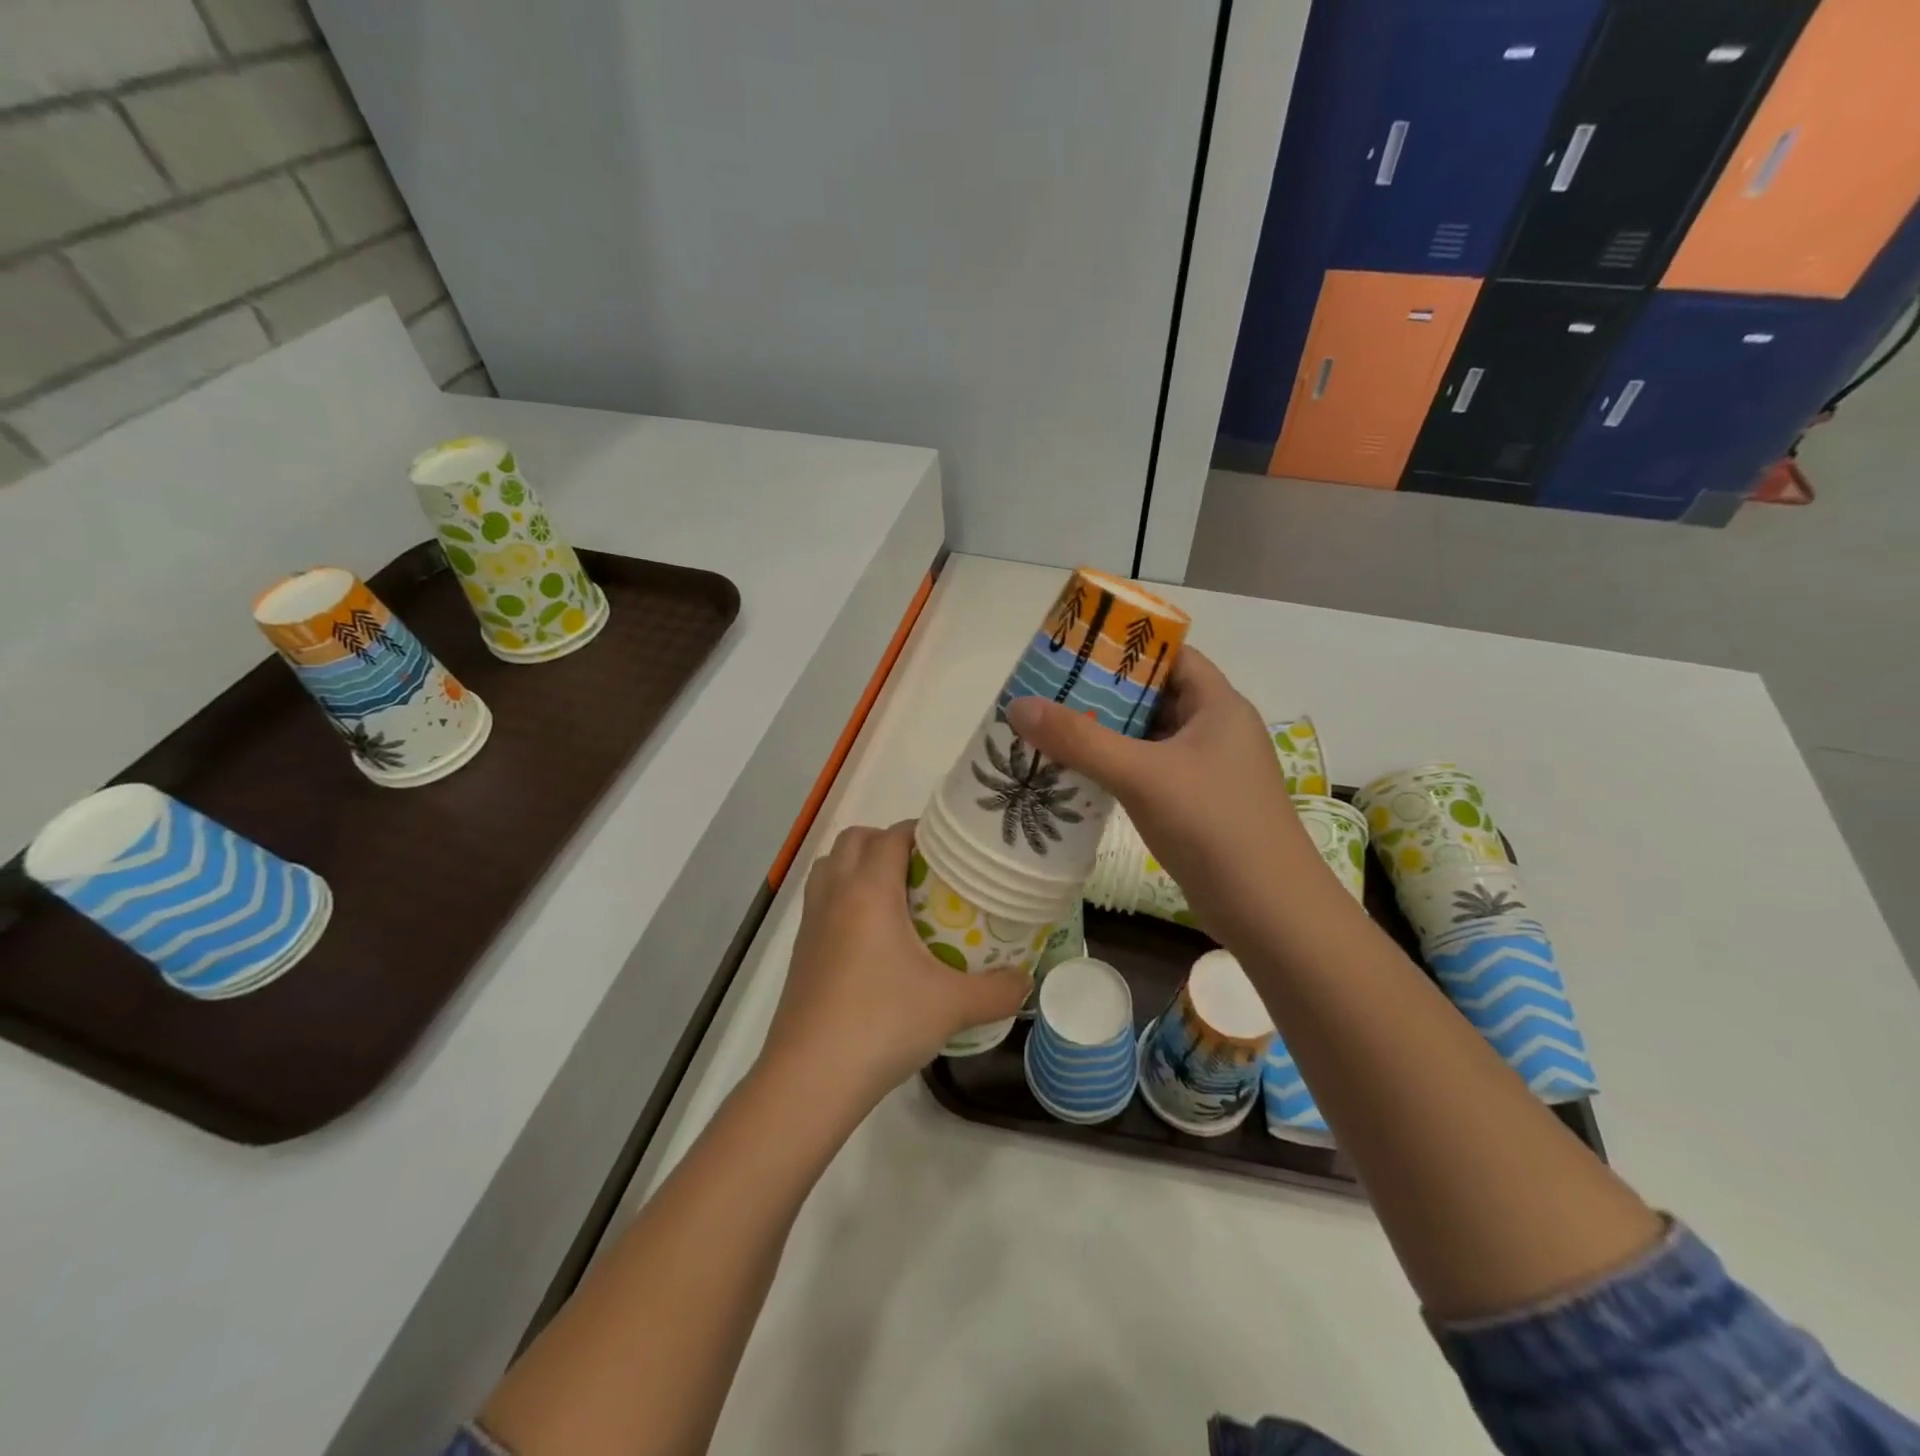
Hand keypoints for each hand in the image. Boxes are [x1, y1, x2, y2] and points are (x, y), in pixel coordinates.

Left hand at [759, 822, 1030, 1122]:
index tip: (952, 850)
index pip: (892, 835)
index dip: (922, 833)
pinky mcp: (801, 949)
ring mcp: (811, 921)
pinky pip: (822, 899)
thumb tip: (1027, 981)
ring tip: (897, 898)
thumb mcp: (951, 1007)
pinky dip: (844, 897)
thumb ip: (998, 990)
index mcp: (869, 890)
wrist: (810, 1078)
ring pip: (831, 867)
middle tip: (925, 872)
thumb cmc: (881, 1024)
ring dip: (860, 866)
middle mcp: (835, 893)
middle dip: (888, 843)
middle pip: (855, 839)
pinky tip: (873, 938)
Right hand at [1006, 649, 1336, 946]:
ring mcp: (1207, 771)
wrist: (1269, 913)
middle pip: (1154, 696)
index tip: (1075, 651)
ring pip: (1149, 738)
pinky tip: (1078, 774)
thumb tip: (1018, 705)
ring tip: (1051, 729)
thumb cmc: (1214, 826)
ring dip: (1106, 735)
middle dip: (1104, 694)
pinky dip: (1117, 769)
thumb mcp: (1142, 775)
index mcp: (1217, 705)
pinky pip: (1149, 772)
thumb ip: (1080, 740)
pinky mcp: (1196, 805)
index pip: (1170, 656)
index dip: (1126, 648)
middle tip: (1049, 692)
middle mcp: (1215, 730)